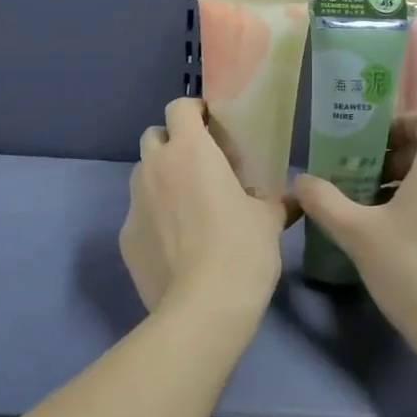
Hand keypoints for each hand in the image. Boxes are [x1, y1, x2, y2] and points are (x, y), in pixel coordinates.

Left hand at [119, 98, 285, 322]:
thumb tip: (291, 197)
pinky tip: (176, 243)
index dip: (195, 111)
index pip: (179, 108)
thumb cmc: (242, 249)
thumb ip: (274, 200)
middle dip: (174, 143)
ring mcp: (134, 203)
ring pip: (143, 174)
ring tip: (188, 205)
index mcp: (190, 151)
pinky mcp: (125, 237)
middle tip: (201, 165)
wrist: (203, 308)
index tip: (213, 126)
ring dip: (162, 178)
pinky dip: (154, 217)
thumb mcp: (269, 219)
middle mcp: (155, 168)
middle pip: (154, 136)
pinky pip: (138, 214)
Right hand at [293, 110, 416, 358]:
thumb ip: (325, 202)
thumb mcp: (358, 235)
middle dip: (398, 161)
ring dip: (416, 186)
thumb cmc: (414, 271)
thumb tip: (301, 181)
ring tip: (383, 216)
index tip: (368, 149)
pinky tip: (414, 243)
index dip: (396, 126)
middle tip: (364, 185)